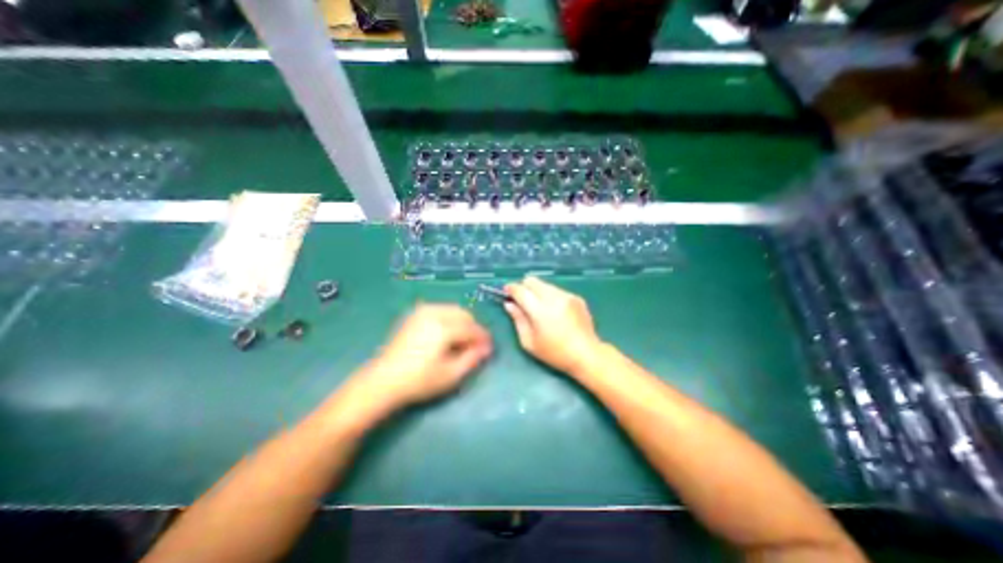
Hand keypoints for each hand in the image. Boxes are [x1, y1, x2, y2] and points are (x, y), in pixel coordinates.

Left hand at [354, 303, 492, 408]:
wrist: (383, 380)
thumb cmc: (419, 381)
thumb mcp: (451, 375)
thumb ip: (472, 358)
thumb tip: (487, 348)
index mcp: (444, 327)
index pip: (472, 328)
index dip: (483, 338)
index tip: (489, 348)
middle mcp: (434, 313)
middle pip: (464, 314)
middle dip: (473, 328)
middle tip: (476, 345)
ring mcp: (422, 312)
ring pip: (452, 310)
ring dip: (462, 323)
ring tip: (462, 341)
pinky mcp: (414, 315)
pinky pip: (440, 310)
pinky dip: (449, 319)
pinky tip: (446, 335)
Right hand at [501, 275, 601, 373]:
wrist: (587, 354)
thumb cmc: (555, 353)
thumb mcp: (529, 342)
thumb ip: (518, 320)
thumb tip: (509, 304)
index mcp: (540, 310)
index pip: (520, 290)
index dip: (510, 289)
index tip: (506, 292)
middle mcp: (553, 297)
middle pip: (533, 280)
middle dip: (524, 287)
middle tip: (522, 301)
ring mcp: (567, 295)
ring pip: (545, 284)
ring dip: (537, 292)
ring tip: (540, 309)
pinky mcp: (576, 297)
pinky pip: (557, 290)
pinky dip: (551, 296)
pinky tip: (555, 312)